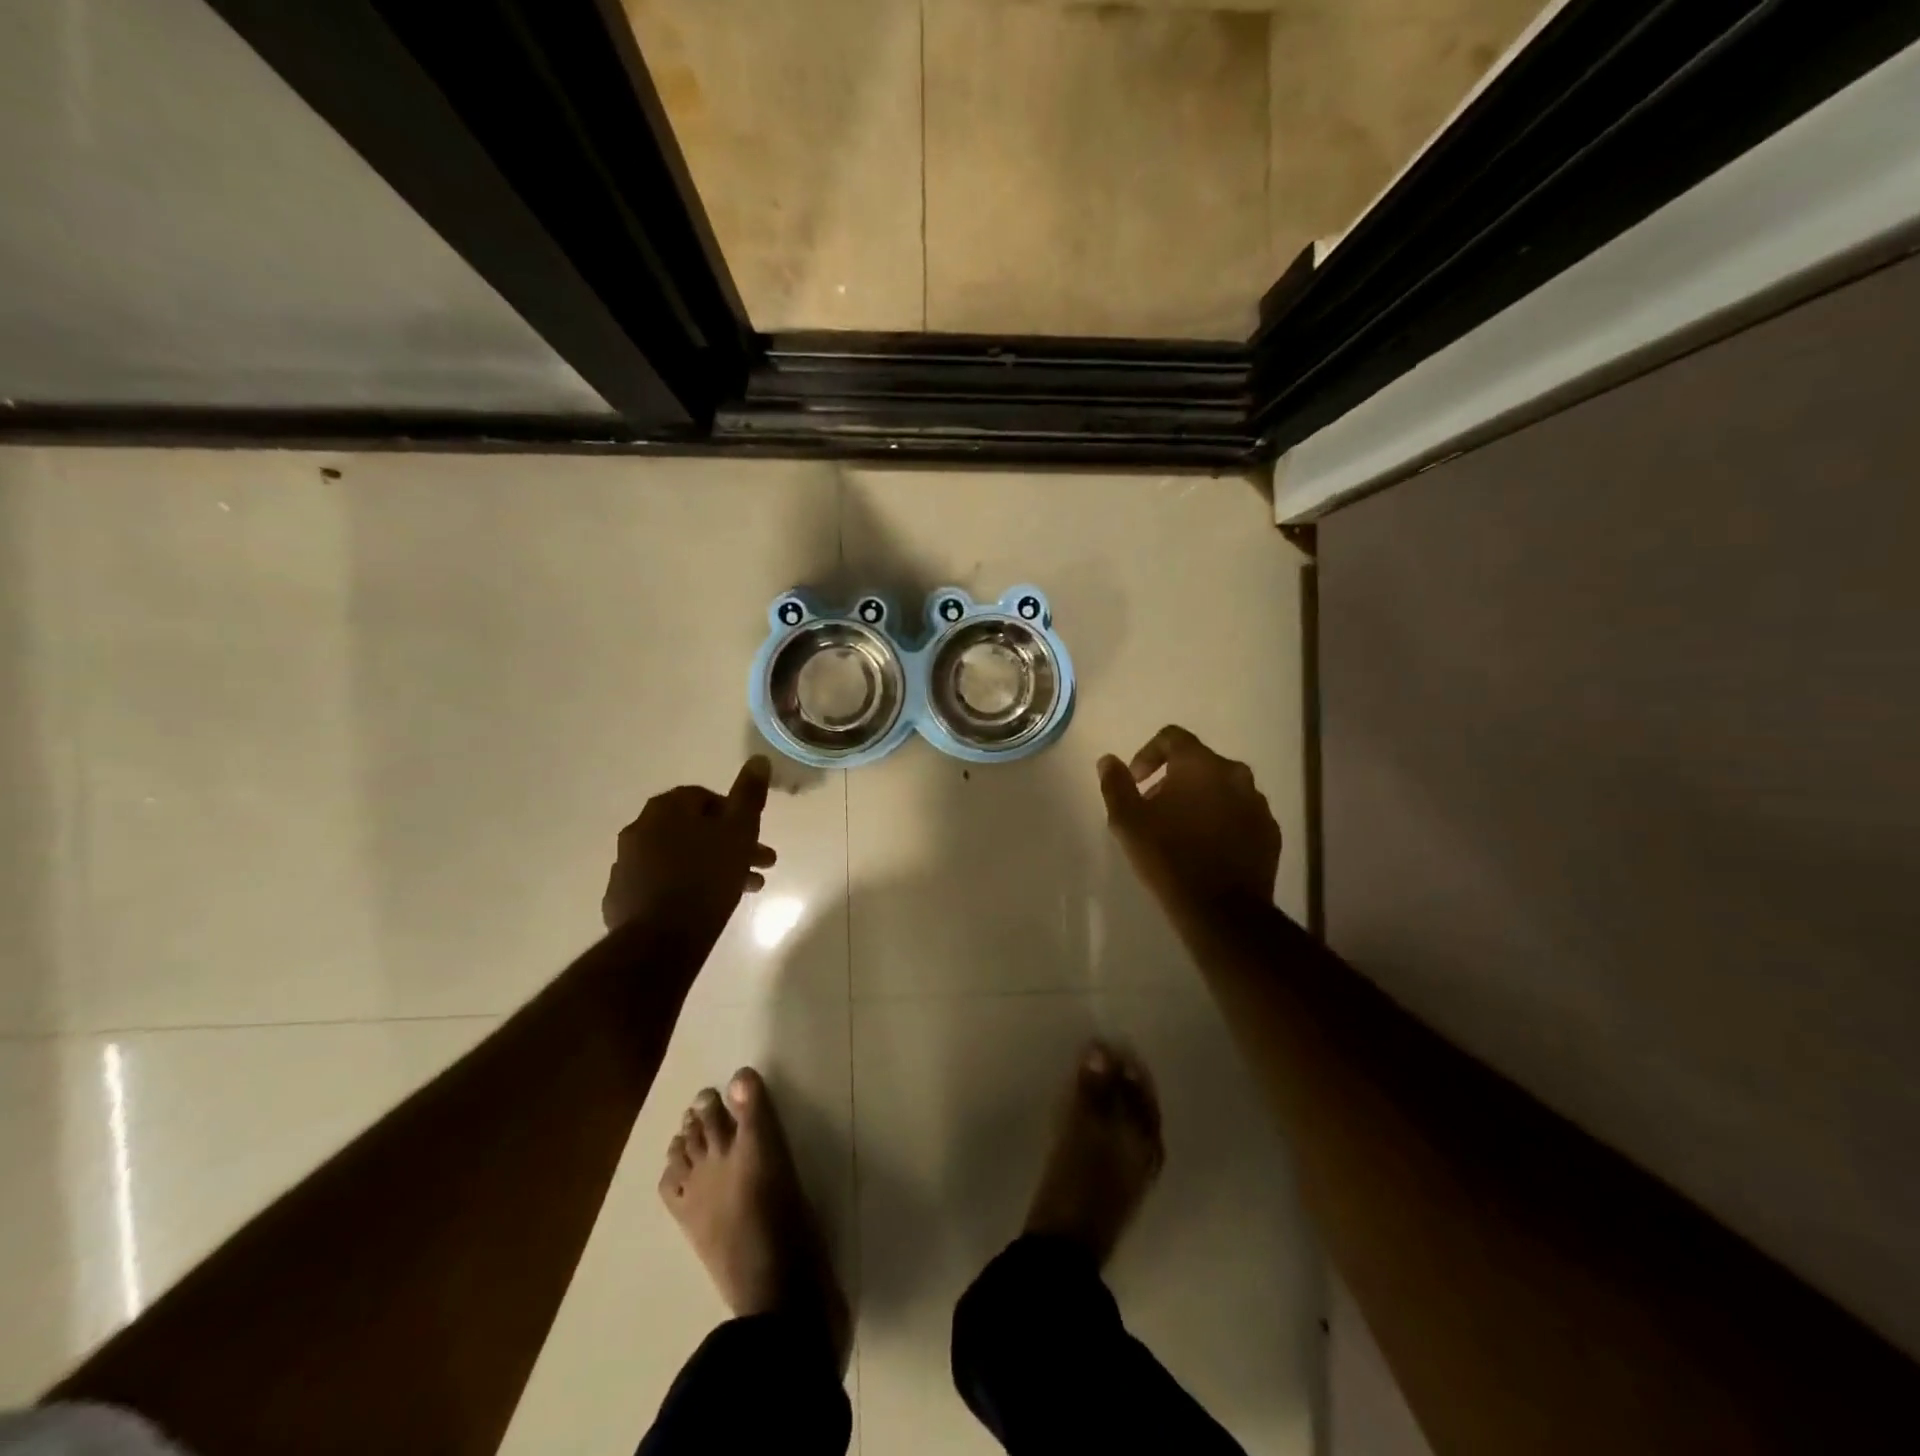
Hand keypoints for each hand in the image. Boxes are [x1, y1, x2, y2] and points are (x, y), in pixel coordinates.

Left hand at [602, 758, 775, 944]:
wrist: (661, 939)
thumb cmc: (707, 878)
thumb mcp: (739, 831)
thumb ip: (749, 794)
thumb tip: (757, 759)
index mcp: (666, 808)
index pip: (704, 798)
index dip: (733, 815)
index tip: (752, 837)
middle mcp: (640, 828)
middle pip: (692, 830)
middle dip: (727, 845)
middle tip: (757, 867)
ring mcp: (626, 864)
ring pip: (678, 858)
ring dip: (709, 867)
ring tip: (740, 891)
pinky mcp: (620, 897)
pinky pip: (658, 883)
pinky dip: (681, 888)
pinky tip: (701, 907)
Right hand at [1098, 726, 1279, 921]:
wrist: (1222, 911)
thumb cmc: (1169, 857)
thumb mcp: (1127, 821)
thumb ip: (1116, 784)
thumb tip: (1108, 760)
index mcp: (1200, 764)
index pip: (1172, 737)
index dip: (1148, 754)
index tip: (1137, 783)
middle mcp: (1235, 774)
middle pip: (1198, 763)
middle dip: (1173, 780)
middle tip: (1154, 809)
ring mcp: (1257, 803)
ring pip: (1222, 788)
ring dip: (1200, 800)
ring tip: (1181, 831)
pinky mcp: (1270, 832)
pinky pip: (1241, 814)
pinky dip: (1222, 821)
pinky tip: (1207, 849)